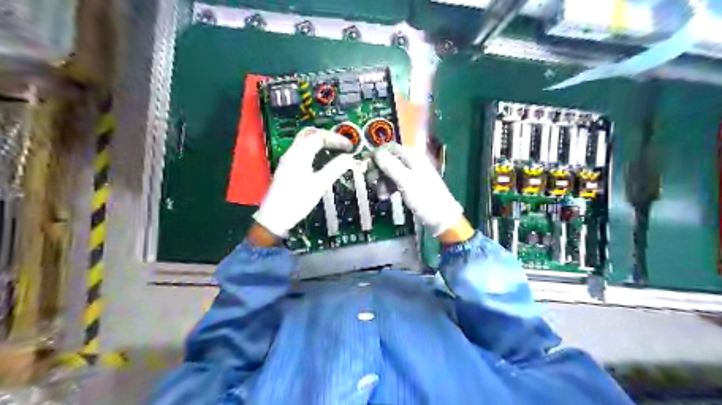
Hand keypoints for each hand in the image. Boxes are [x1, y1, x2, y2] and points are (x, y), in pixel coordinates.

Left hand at [252, 127, 355, 237]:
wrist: (275, 217)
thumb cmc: (296, 202)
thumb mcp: (319, 185)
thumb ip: (335, 169)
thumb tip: (349, 159)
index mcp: (299, 155)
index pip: (319, 137)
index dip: (336, 139)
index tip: (349, 147)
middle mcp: (292, 154)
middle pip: (310, 134)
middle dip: (328, 136)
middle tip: (342, 143)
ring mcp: (288, 160)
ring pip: (305, 141)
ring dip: (321, 142)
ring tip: (335, 149)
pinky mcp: (288, 167)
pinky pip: (303, 150)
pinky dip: (315, 149)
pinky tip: (323, 159)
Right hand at [372, 143, 474, 241]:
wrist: (442, 218)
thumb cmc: (425, 198)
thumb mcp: (406, 182)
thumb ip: (391, 166)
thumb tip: (376, 152)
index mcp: (413, 158)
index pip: (391, 148)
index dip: (377, 154)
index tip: (366, 165)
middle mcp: (412, 163)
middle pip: (390, 160)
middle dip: (379, 170)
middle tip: (370, 182)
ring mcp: (413, 175)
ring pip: (391, 172)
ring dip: (382, 181)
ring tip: (381, 195)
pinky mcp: (412, 186)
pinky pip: (396, 182)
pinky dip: (389, 188)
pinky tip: (386, 197)